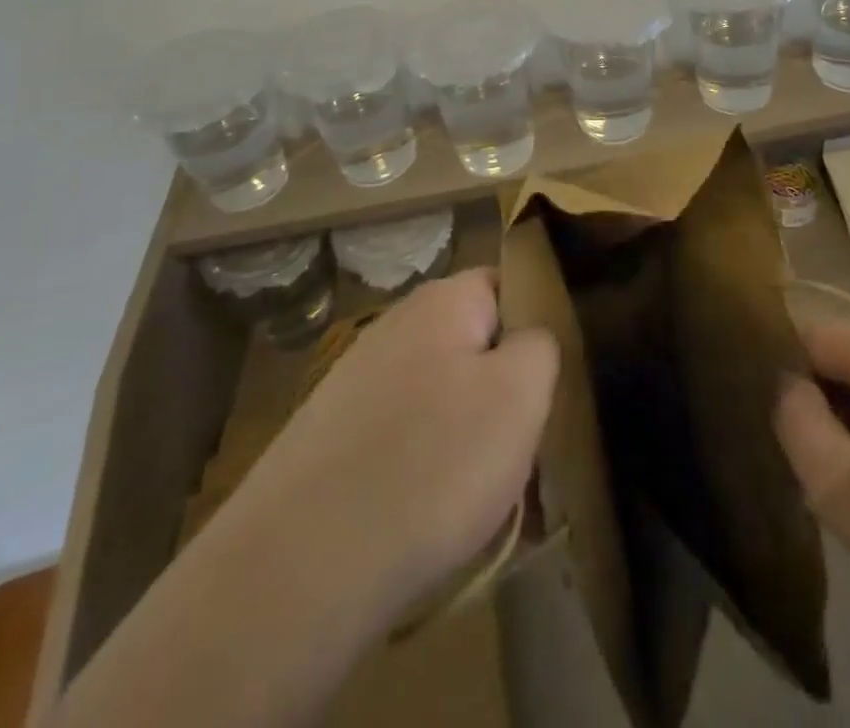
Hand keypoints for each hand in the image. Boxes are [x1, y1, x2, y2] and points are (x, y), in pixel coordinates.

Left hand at [56, 272, 558, 727]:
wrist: (301, 564)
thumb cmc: (434, 461)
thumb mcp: (521, 393)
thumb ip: (541, 346)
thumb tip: (529, 339)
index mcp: (441, 301)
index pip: (504, 284)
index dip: (533, 325)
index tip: (548, 379)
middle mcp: (393, 326)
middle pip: (470, 344)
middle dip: (500, 390)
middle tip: (520, 446)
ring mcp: (354, 382)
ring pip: (437, 396)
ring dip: (464, 435)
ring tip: (479, 494)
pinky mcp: (328, 437)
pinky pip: (399, 437)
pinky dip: (421, 467)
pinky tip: (426, 514)